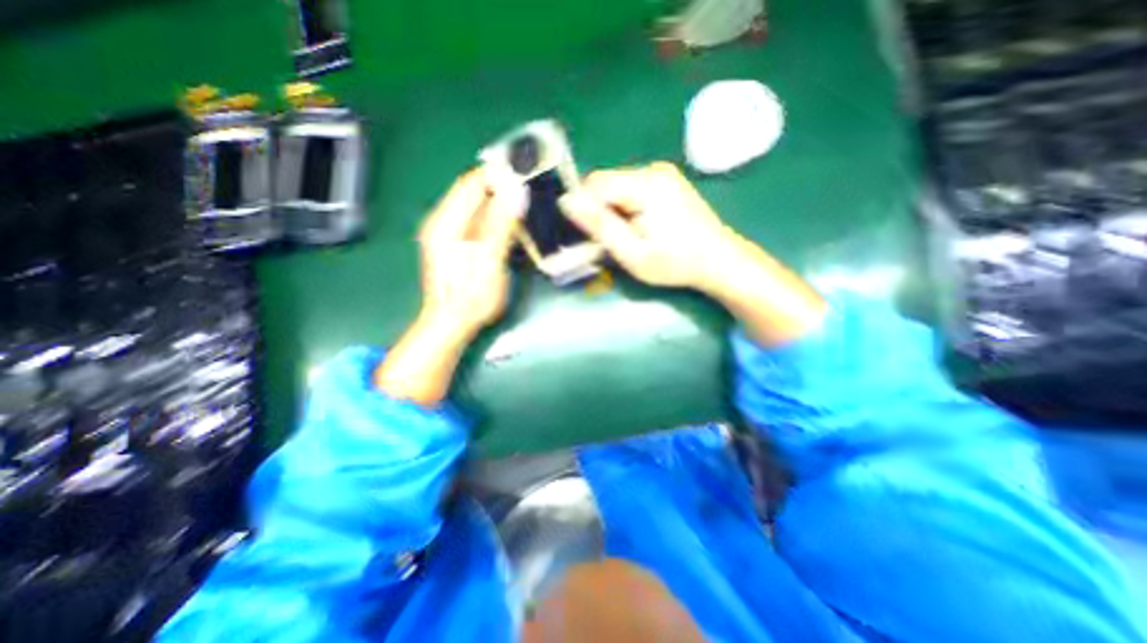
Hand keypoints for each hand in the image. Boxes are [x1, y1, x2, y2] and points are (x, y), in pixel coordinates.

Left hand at [421, 169, 528, 341]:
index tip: (527, 175)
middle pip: (476, 193)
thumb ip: (500, 225)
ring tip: (528, 210)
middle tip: (532, 194)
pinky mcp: (460, 246)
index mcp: (446, 221)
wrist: (454, 324)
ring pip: (480, 208)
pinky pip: (481, 223)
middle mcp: (445, 222)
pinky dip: (498, 221)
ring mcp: (451, 234)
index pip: (472, 183)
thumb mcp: (489, 260)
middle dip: (504, 190)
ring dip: (503, 206)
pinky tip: (514, 229)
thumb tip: (516, 191)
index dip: (498, 175)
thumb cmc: (471, 296)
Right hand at [559, 160, 732, 290]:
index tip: (591, 235)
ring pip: (617, 186)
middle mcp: (653, 170)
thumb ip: (600, 226)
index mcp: (645, 185)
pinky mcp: (667, 181)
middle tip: (611, 240)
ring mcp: (662, 173)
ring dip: (613, 209)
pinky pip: (632, 188)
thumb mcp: (632, 253)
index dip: (585, 208)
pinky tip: (639, 226)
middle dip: (600, 210)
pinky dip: (626, 206)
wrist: (719, 260)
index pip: (594, 183)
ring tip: (627, 236)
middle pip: (606, 183)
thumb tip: (567, 202)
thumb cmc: (675, 263)